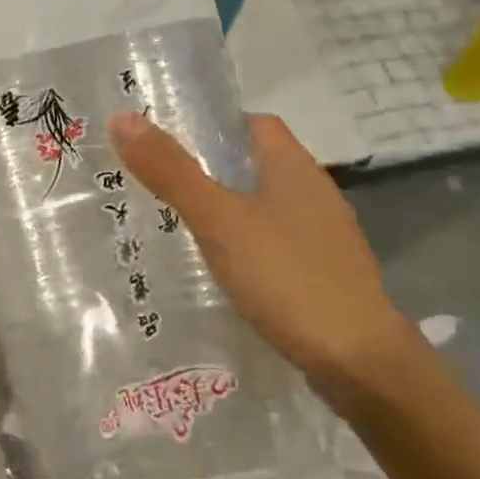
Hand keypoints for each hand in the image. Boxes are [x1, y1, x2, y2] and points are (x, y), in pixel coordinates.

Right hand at [109, 111, 419, 412]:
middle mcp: (315, 193)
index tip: (168, 144)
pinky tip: (222, 269)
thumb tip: (122, 118)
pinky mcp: (324, 273)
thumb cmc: (285, 276)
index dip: (213, 127)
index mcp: (294, 168)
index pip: (253, 125)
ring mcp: (324, 236)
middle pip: (258, 165)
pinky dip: (247, 245)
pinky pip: (276, 243)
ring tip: (181, 227)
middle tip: (160, 186)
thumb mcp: (217, 220)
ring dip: (229, 209)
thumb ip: (171, 171)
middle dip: (212, 170)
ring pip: (266, 206)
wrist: (357, 360)